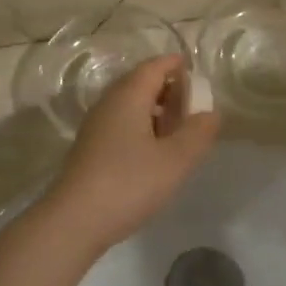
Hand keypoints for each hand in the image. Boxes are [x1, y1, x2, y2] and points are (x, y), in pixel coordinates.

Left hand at [41, 57, 220, 257]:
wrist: (75, 219)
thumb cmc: (129, 183)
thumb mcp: (175, 160)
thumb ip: (198, 132)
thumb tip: (210, 112)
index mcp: (128, 96)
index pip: (154, 66)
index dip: (176, 65)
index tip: (196, 71)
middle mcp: (109, 102)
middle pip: (141, 82)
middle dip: (168, 87)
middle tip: (193, 104)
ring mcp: (96, 125)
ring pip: (130, 104)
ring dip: (156, 109)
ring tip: (179, 129)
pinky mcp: (91, 147)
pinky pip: (121, 123)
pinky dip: (142, 126)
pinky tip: (155, 151)